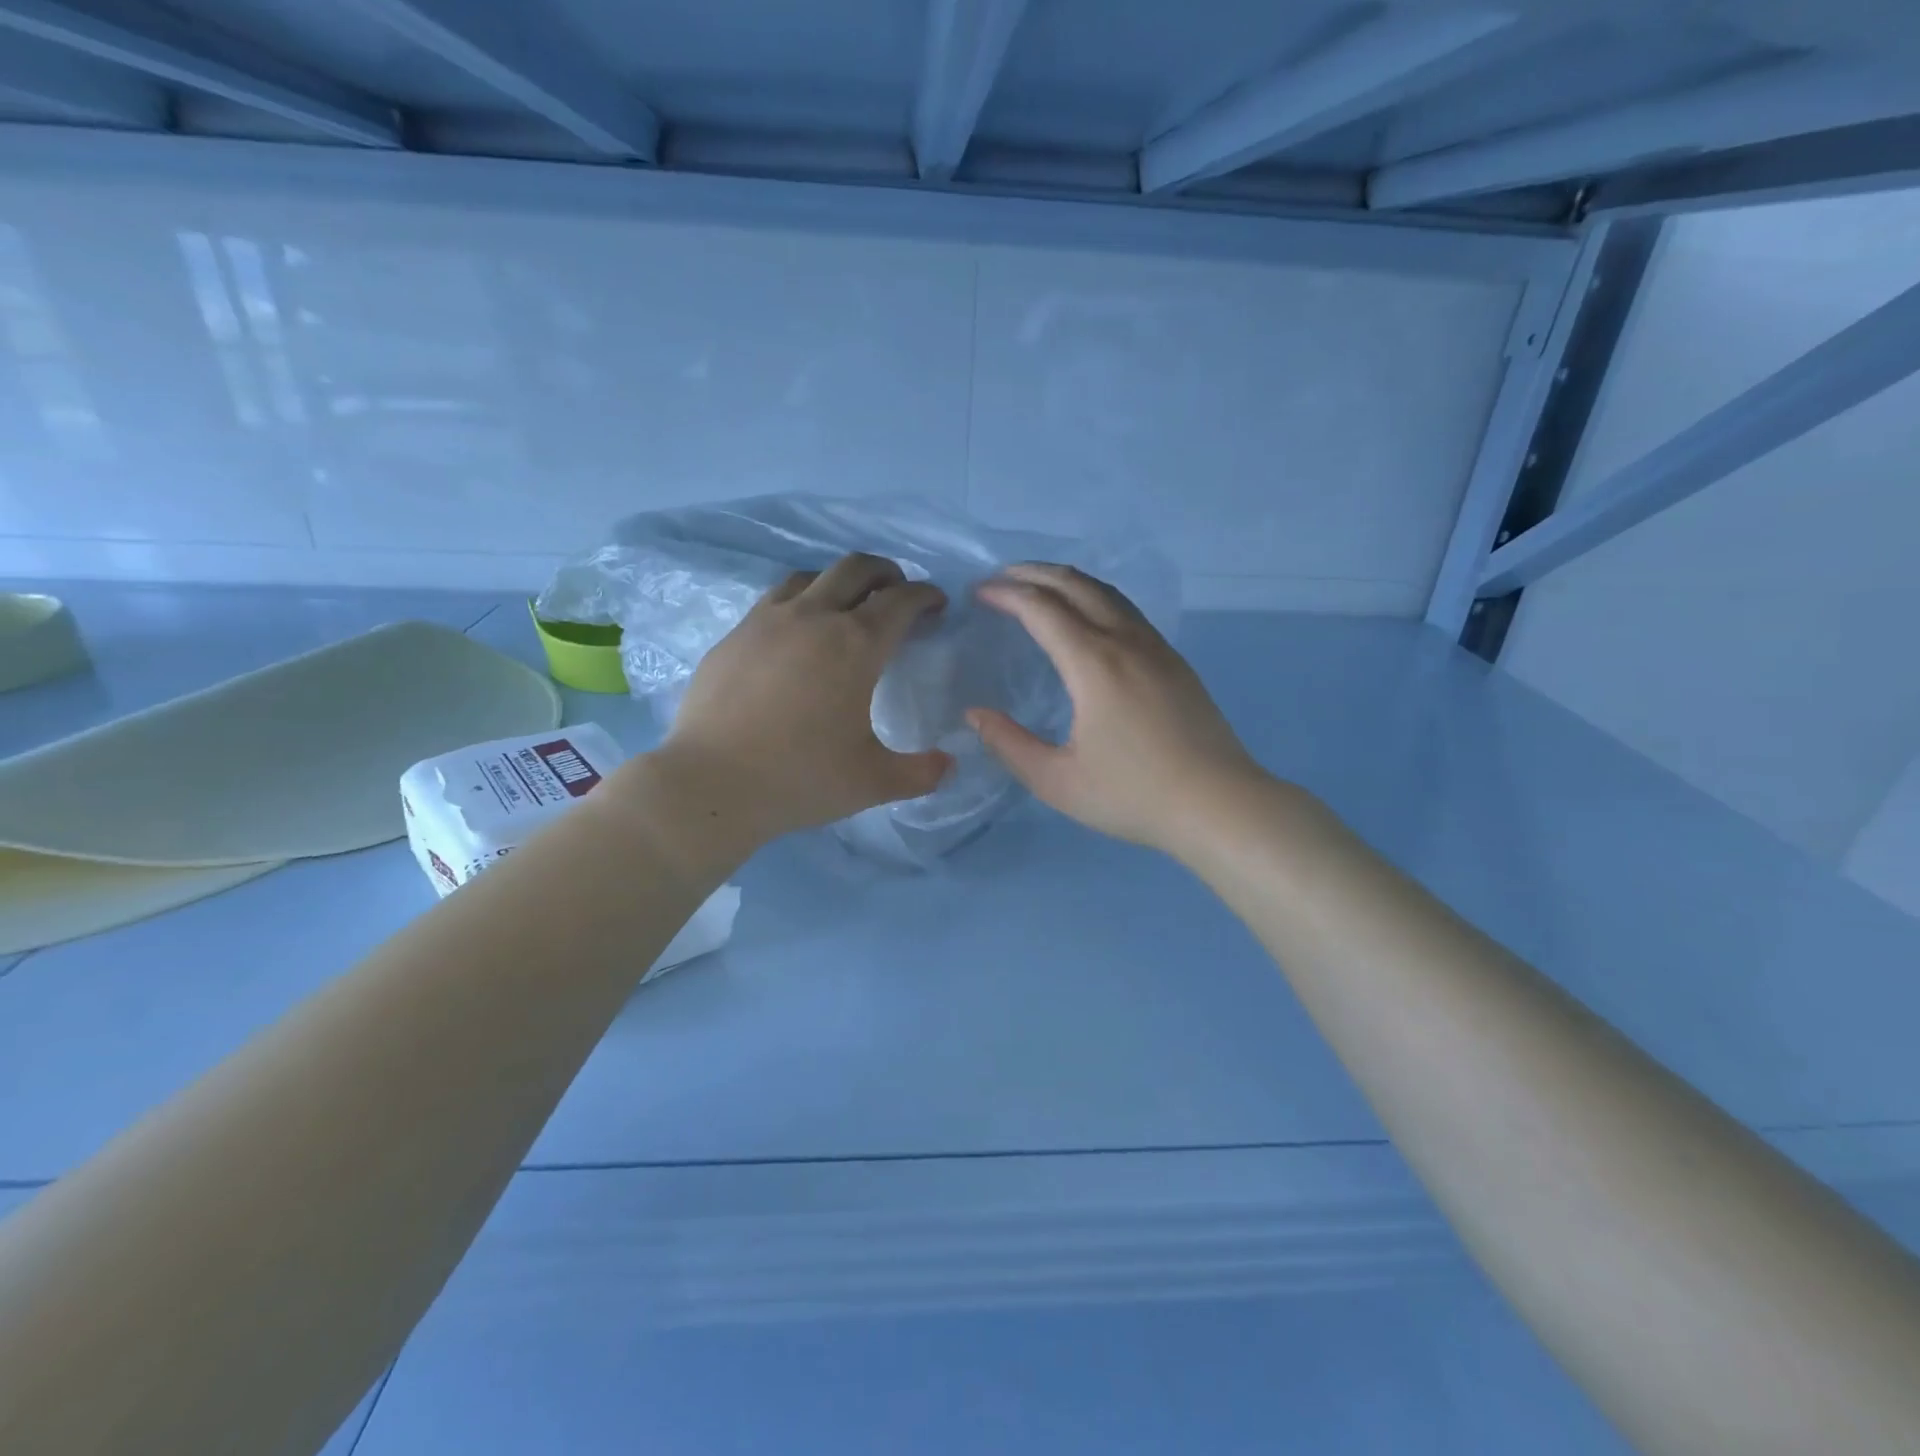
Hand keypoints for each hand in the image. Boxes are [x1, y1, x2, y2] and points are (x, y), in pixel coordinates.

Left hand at [649, 554, 951, 847]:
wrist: (710, 783)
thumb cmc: (800, 778)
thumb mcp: (873, 782)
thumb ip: (921, 772)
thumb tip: (949, 764)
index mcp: (856, 645)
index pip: (901, 600)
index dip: (926, 596)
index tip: (936, 605)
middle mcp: (813, 618)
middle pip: (856, 568)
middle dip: (887, 573)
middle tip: (897, 594)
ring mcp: (767, 621)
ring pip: (811, 576)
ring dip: (839, 583)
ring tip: (846, 609)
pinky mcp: (734, 635)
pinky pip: (775, 600)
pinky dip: (800, 603)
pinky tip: (795, 635)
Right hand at [969, 563, 1269, 857]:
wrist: (1219, 805)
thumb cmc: (1133, 795)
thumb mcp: (1057, 781)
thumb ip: (1009, 744)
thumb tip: (975, 714)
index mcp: (1093, 664)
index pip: (1041, 608)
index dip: (1006, 593)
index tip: (979, 593)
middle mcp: (1126, 642)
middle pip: (1075, 585)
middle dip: (1034, 573)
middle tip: (1002, 578)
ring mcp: (1156, 648)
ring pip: (1107, 593)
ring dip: (1067, 581)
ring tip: (1039, 588)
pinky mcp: (1175, 662)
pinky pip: (1127, 611)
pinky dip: (1095, 598)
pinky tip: (1088, 618)